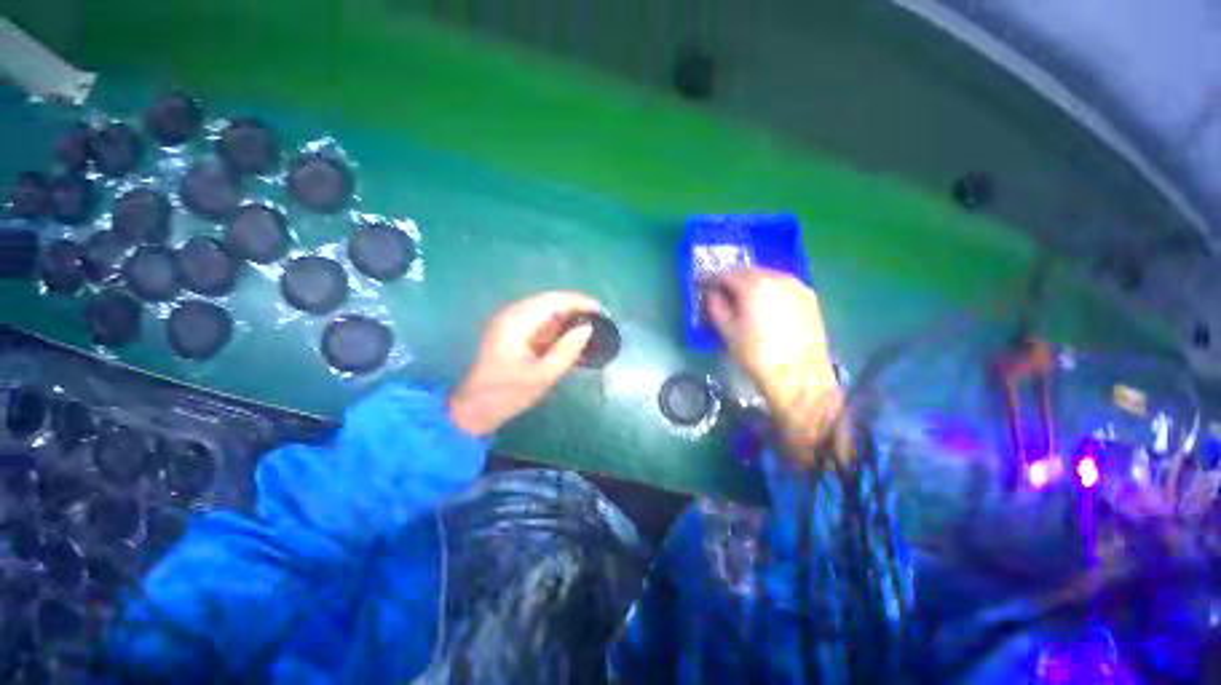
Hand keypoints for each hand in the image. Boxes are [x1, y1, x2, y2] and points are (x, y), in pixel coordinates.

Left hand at [449, 291, 600, 435]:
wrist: (475, 410)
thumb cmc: (508, 394)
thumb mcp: (542, 375)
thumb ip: (567, 350)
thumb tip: (588, 328)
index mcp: (517, 322)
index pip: (553, 301)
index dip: (579, 302)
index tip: (601, 312)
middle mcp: (513, 316)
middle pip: (550, 302)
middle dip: (576, 309)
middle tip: (599, 321)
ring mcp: (511, 325)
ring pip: (546, 312)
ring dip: (568, 318)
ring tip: (591, 329)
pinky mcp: (513, 335)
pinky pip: (540, 324)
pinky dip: (558, 328)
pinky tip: (572, 339)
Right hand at [706, 268, 842, 461]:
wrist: (800, 376)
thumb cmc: (756, 355)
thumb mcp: (727, 332)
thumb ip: (715, 307)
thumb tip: (712, 294)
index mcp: (754, 285)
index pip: (726, 274)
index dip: (711, 279)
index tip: (703, 286)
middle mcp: (777, 278)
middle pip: (748, 271)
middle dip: (733, 280)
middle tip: (722, 293)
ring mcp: (797, 286)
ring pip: (767, 277)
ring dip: (752, 284)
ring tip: (743, 299)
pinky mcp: (809, 298)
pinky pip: (782, 286)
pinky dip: (769, 290)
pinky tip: (765, 305)